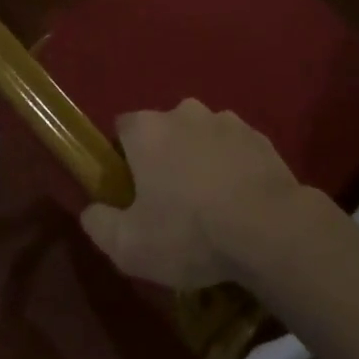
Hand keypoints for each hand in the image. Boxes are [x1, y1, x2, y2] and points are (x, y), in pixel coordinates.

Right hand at [78, 100, 303, 289]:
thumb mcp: (129, 246)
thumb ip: (100, 225)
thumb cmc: (189, 232)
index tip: (131, 189)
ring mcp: (226, 121)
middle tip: (171, 202)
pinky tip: (239, 202)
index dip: (124, 157)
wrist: (269, 228)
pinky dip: (232, 167)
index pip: (123, 129)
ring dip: (200, 160)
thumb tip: (90, 211)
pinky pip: (235, 149)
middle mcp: (184, 112)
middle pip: (164, 130)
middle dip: (164, 157)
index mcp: (147, 130)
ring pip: (202, 137)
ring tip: (210, 205)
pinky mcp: (259, 136)